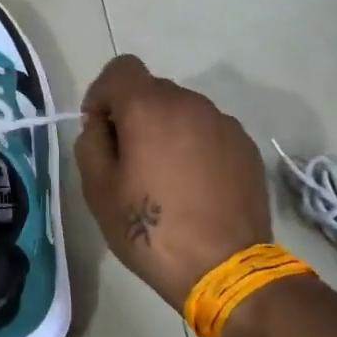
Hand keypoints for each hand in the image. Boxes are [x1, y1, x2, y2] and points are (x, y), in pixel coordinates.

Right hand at [75, 56, 272, 309]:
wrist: (223, 268)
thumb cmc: (149, 228)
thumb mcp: (98, 190)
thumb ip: (90, 143)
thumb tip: (101, 126)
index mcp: (149, 107)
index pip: (120, 69)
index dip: (102, 93)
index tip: (100, 130)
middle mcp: (190, 103)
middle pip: (152, 90)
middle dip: (134, 115)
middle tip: (128, 161)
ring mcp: (224, 124)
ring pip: (183, 112)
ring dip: (166, 131)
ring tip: (164, 178)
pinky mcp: (246, 147)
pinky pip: (209, 133)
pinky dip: (194, 147)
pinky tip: (194, 187)